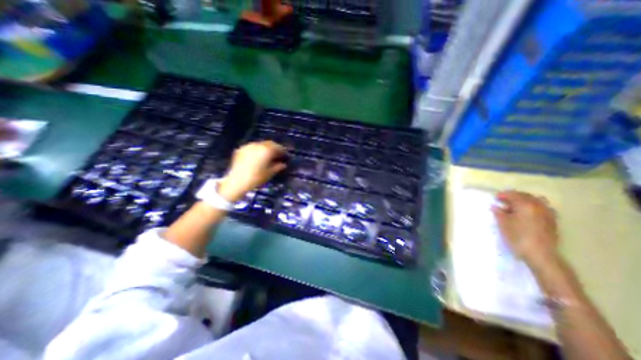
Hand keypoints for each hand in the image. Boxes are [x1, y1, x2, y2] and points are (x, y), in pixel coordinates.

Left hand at [219, 141, 285, 202]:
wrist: (237, 181)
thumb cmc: (256, 178)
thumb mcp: (270, 173)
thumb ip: (278, 167)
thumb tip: (283, 164)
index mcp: (267, 150)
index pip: (278, 147)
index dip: (283, 151)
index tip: (285, 156)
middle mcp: (258, 145)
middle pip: (269, 144)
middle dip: (274, 148)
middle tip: (277, 155)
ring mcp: (248, 146)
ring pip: (260, 144)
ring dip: (265, 148)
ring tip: (267, 156)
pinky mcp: (241, 149)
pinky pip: (252, 147)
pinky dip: (257, 150)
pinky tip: (257, 157)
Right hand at [492, 191, 561, 269]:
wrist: (541, 255)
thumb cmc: (518, 237)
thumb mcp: (503, 224)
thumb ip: (499, 213)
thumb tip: (495, 207)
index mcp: (525, 205)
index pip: (513, 194)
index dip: (503, 195)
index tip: (495, 198)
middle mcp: (539, 206)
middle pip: (525, 196)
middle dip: (513, 196)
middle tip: (503, 201)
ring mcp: (548, 214)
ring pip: (536, 201)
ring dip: (524, 201)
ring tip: (515, 206)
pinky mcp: (552, 221)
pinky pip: (542, 208)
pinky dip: (533, 207)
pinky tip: (526, 213)